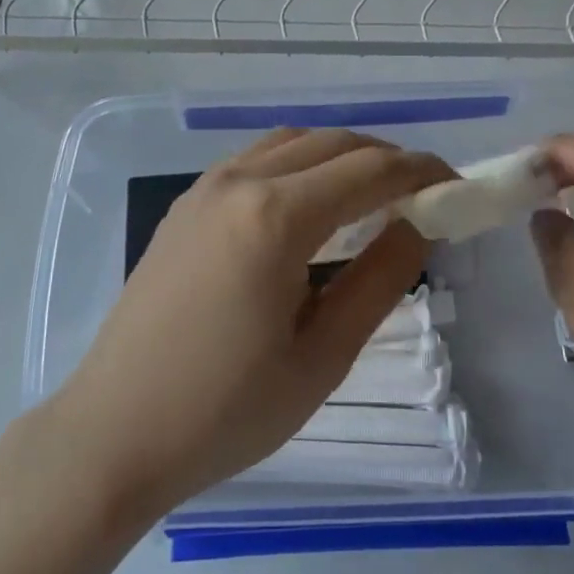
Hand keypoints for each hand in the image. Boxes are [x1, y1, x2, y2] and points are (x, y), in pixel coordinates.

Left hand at [46, 129, 452, 523]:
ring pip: (292, 143)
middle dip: (387, 159)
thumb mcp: (322, 356)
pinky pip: (256, 160)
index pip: (371, 170)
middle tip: (422, 196)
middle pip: (333, 143)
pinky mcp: (185, 205)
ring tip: (372, 197)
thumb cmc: (225, 410)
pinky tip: (309, 206)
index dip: (423, 173)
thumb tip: (417, 226)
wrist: (115, 431)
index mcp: (276, 217)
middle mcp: (239, 182)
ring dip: (341, 156)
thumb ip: (379, 280)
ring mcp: (204, 188)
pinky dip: (299, 164)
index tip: (458, 187)